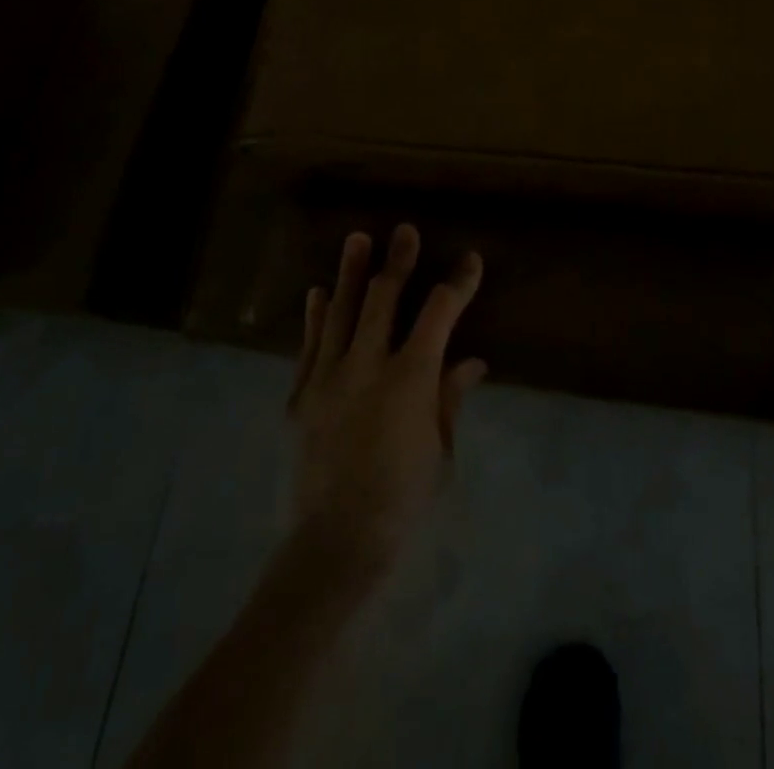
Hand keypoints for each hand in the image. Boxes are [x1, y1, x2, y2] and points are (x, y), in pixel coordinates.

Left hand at [286, 224, 486, 580]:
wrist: (334, 542)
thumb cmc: (400, 500)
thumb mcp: (439, 451)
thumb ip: (450, 398)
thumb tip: (472, 361)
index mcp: (410, 378)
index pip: (440, 314)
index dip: (458, 284)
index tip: (470, 260)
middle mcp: (368, 364)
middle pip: (384, 298)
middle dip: (399, 261)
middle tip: (404, 231)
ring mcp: (328, 376)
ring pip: (342, 311)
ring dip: (351, 273)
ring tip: (357, 238)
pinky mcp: (301, 394)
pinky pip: (309, 344)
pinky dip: (316, 316)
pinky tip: (319, 292)